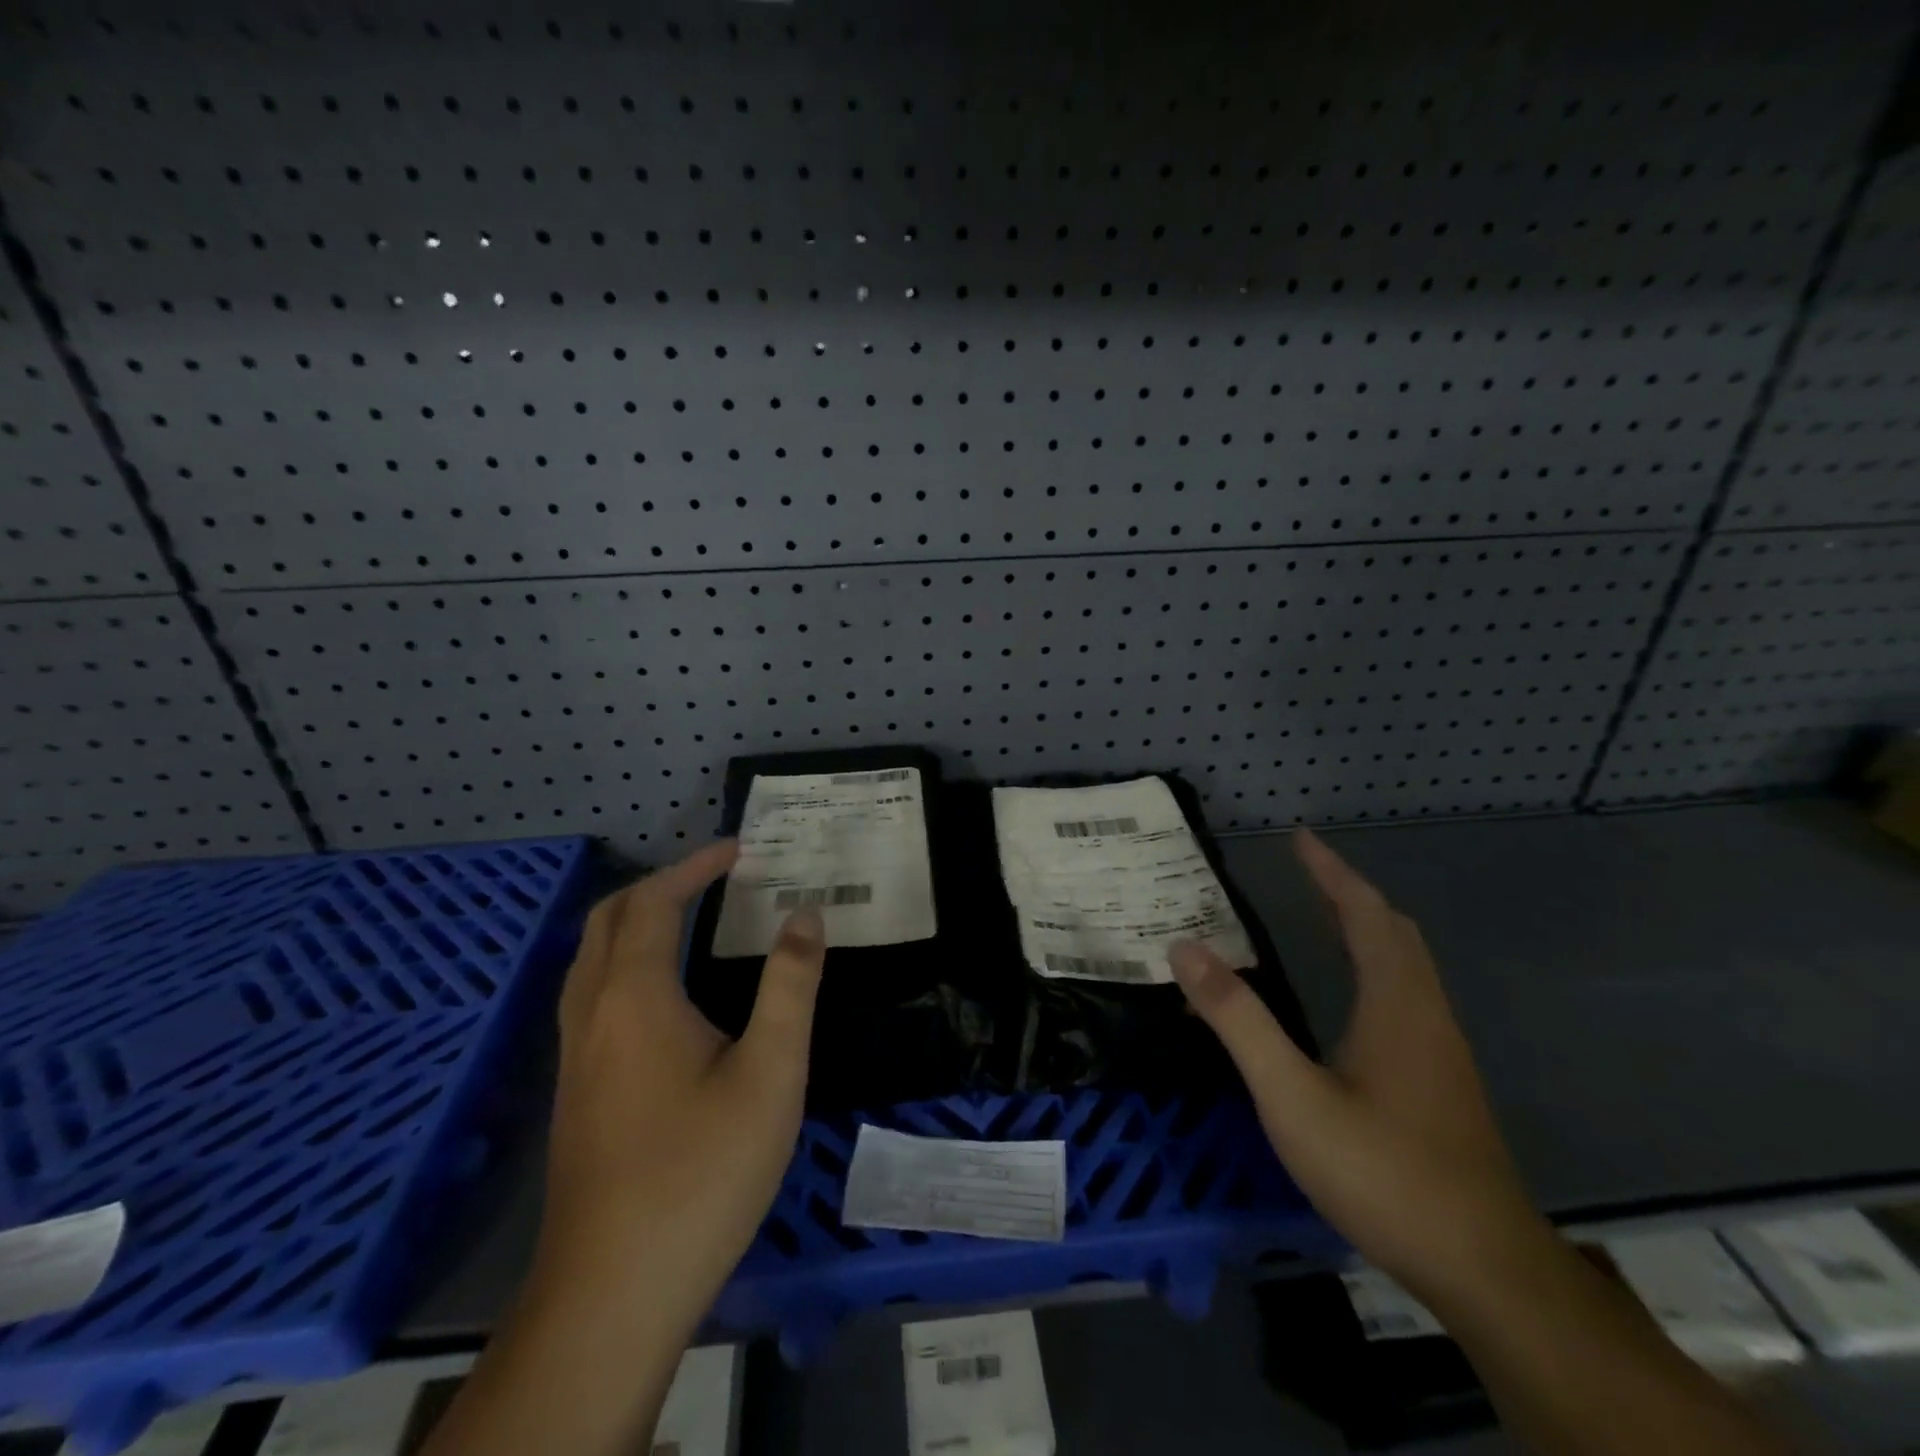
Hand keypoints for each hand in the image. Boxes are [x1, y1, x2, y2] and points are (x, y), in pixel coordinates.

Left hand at [535, 840, 825, 1333]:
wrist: (614, 1291)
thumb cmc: (702, 1170)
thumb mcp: (771, 1072)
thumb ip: (790, 985)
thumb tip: (805, 914)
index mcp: (635, 997)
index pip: (653, 903)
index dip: (693, 867)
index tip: (738, 851)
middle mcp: (592, 1013)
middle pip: (609, 921)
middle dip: (658, 886)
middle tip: (713, 878)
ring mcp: (575, 1056)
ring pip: (591, 959)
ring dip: (635, 922)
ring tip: (689, 919)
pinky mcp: (575, 1092)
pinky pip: (591, 995)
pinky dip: (625, 962)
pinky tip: (663, 996)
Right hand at [1170, 829, 1543, 1300]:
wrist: (1485, 1269)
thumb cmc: (1383, 1172)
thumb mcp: (1292, 1095)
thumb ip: (1238, 1019)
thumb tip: (1185, 948)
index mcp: (1395, 1002)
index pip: (1365, 914)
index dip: (1332, 872)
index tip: (1300, 838)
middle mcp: (1425, 1013)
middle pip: (1394, 931)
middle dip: (1350, 892)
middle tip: (1305, 871)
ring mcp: (1440, 1050)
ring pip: (1406, 964)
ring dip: (1366, 927)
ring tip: (1320, 915)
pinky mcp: (1441, 1081)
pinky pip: (1406, 994)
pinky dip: (1374, 964)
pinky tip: (1348, 995)